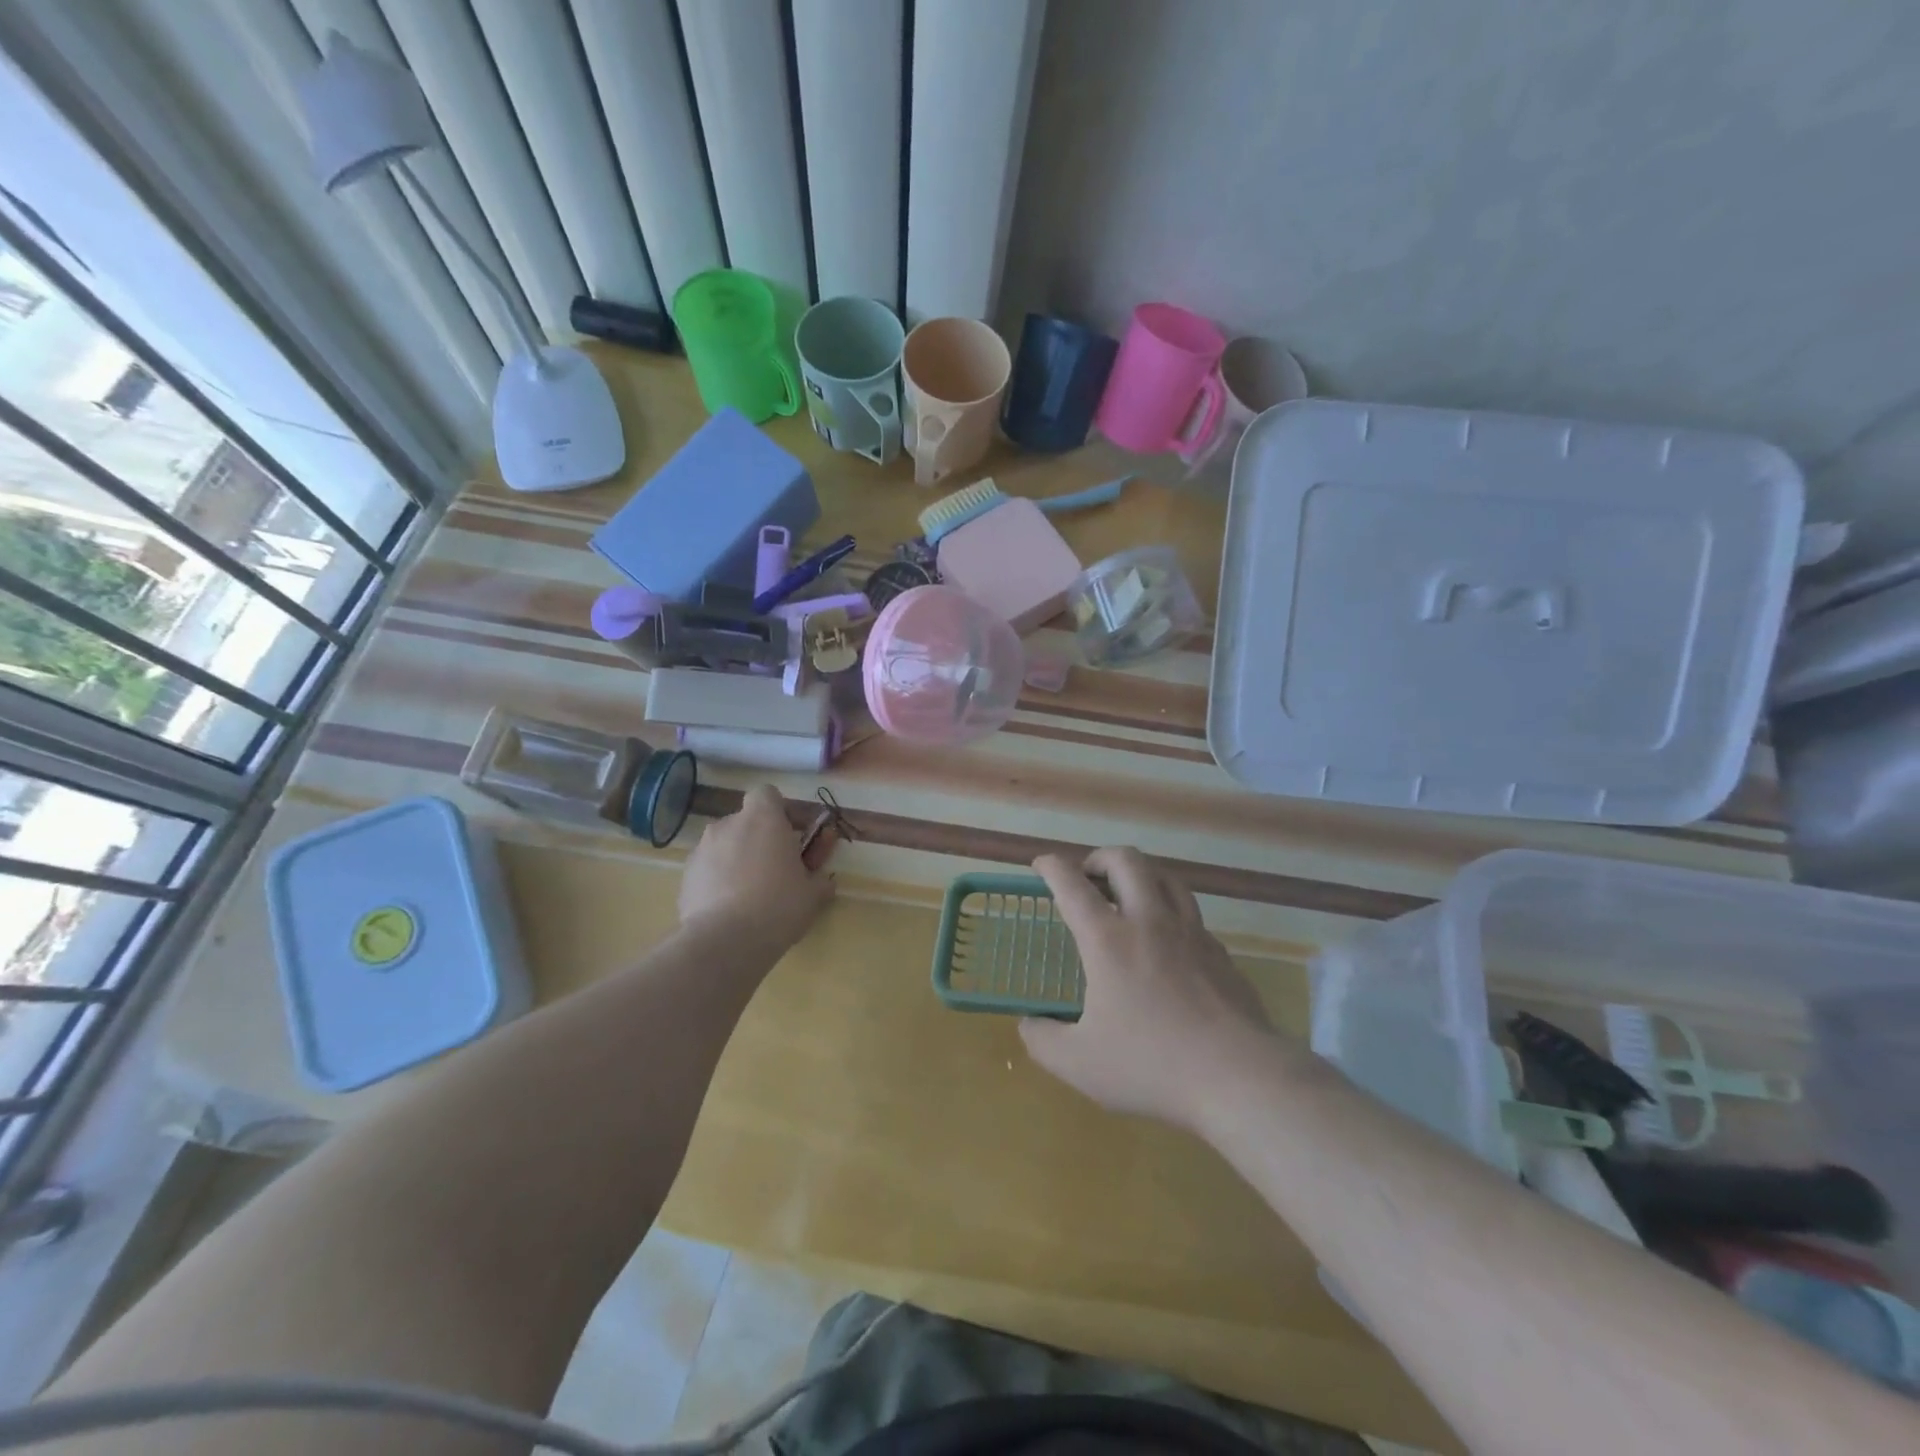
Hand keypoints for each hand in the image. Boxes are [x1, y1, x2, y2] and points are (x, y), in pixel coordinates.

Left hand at [678, 785, 833, 948]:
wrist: (725, 941)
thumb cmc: (778, 905)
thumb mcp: (813, 894)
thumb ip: (819, 880)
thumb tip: (823, 882)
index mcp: (763, 818)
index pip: (767, 794)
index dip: (779, 811)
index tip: (790, 836)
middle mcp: (728, 824)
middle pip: (745, 821)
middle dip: (758, 839)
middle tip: (774, 870)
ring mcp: (702, 849)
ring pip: (724, 845)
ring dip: (737, 859)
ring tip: (749, 894)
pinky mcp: (685, 876)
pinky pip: (707, 869)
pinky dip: (718, 881)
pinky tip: (728, 909)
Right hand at [1020, 847, 1274, 1129]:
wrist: (1239, 1077)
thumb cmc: (1151, 1065)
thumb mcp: (1079, 1064)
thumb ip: (1043, 1040)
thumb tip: (1028, 1024)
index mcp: (1108, 940)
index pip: (1072, 885)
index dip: (1051, 866)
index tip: (1041, 863)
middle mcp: (1149, 922)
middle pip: (1127, 861)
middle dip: (1100, 858)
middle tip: (1088, 878)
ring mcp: (1191, 933)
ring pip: (1166, 877)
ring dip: (1140, 875)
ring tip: (1128, 895)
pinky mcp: (1220, 953)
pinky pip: (1191, 914)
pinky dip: (1171, 912)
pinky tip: (1167, 940)